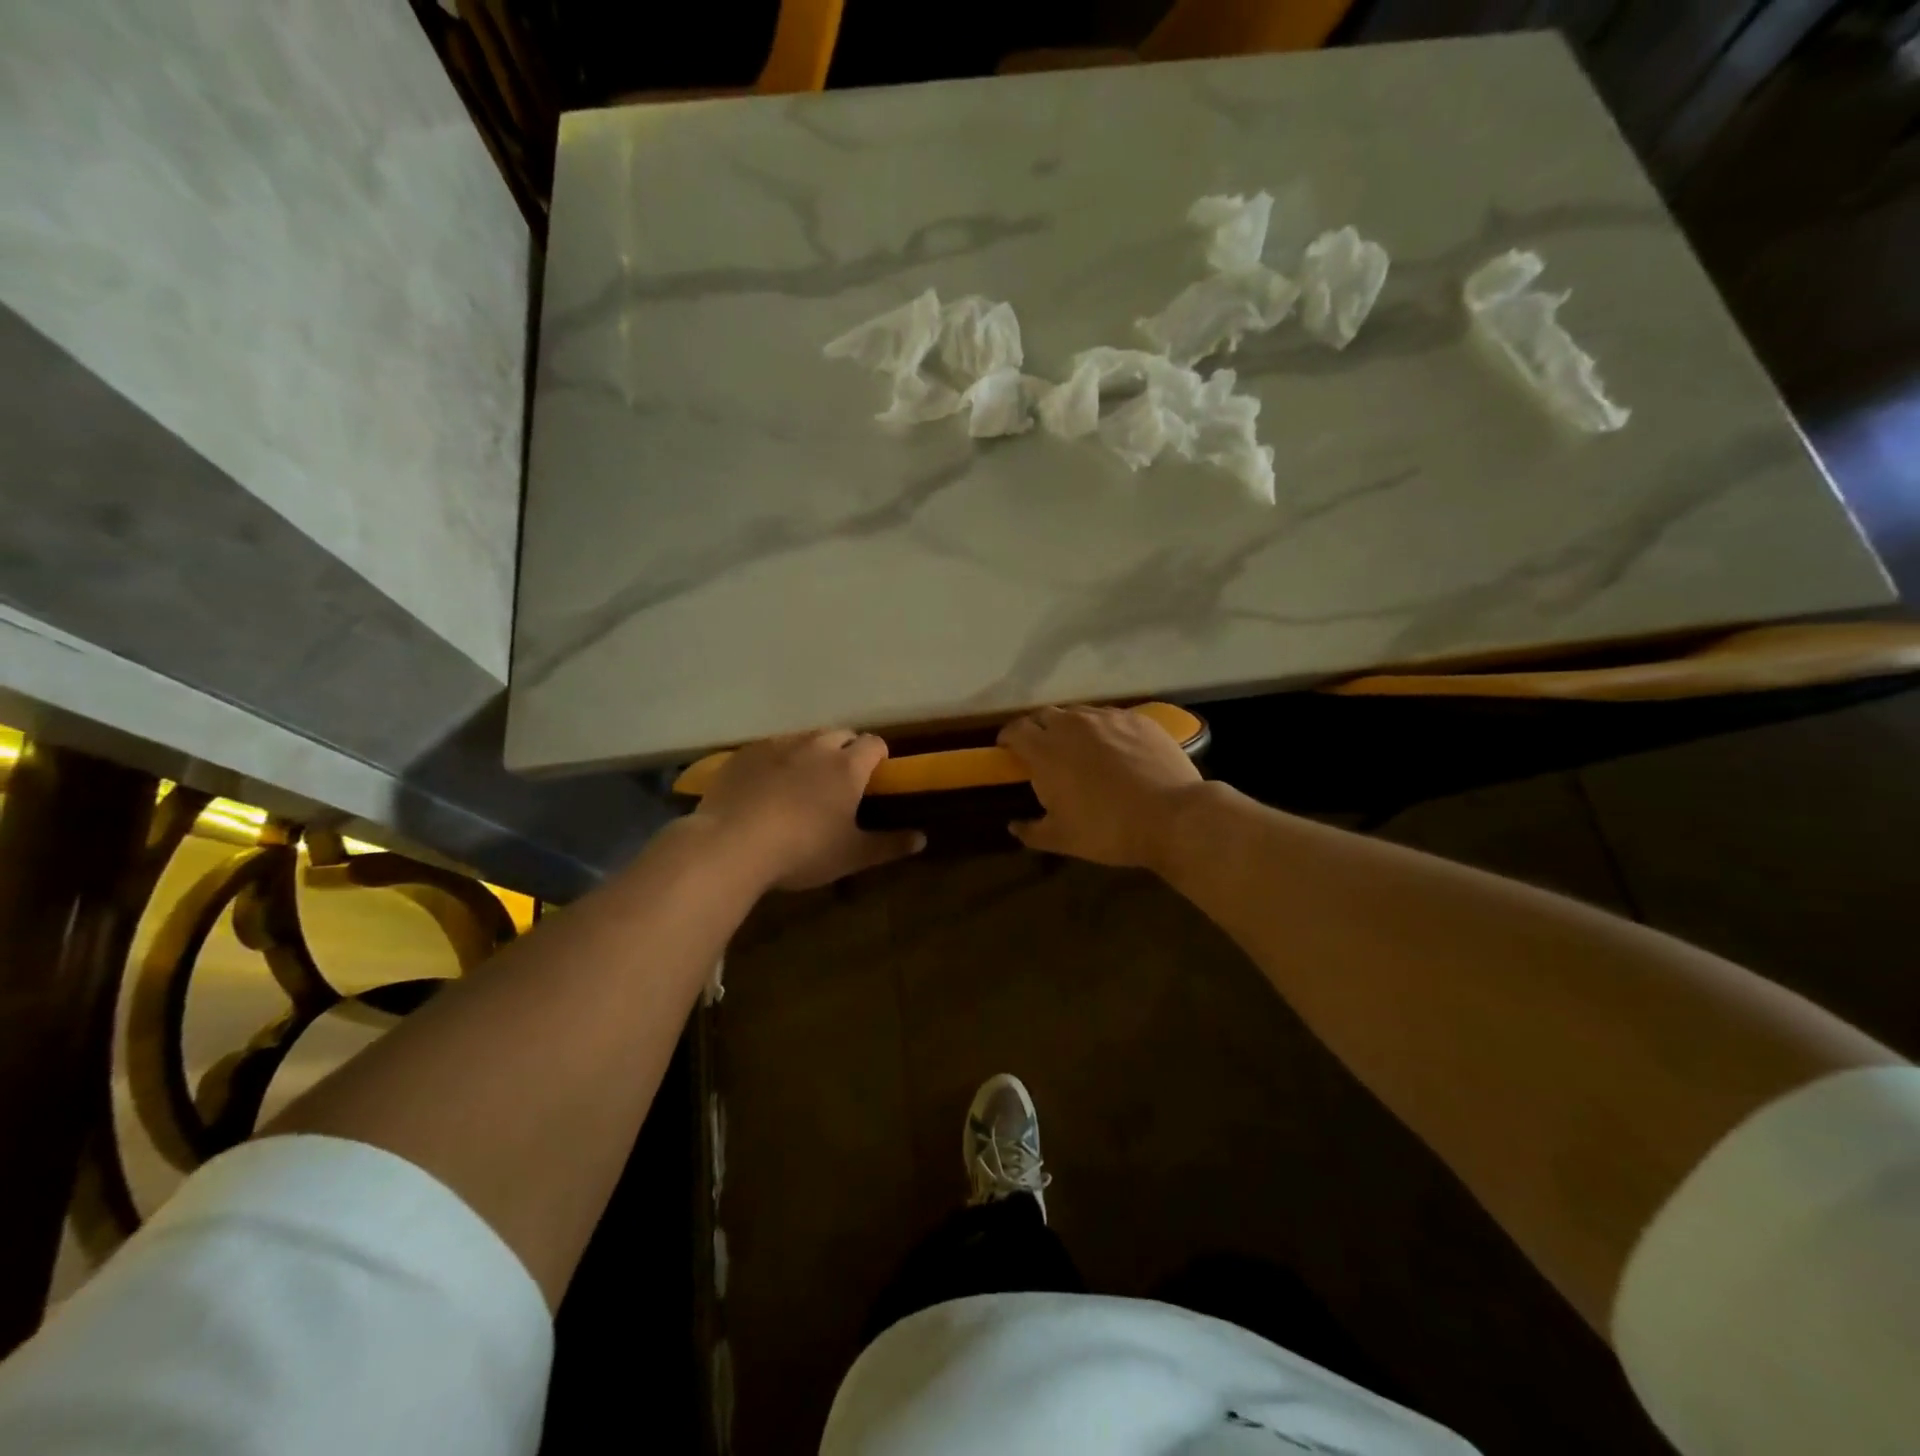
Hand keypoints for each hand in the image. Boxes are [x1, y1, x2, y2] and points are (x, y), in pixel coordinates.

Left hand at [693, 730, 923, 890]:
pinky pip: (770, 748)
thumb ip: (889, 845)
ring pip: (804, 738)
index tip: (876, 774)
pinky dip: (776, 760)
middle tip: (839, 780)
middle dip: (845, 750)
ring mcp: (778, 745)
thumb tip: (922, 839)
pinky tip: (766, 785)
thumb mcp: (852, 855)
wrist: (732, 844)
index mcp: (848, 766)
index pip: (874, 743)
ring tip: (802, 782)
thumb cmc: (803, 850)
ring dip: (811, 752)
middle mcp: (816, 746)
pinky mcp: (746, 753)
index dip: (878, 755)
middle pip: (840, 734)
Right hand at [997, 706, 1203, 868]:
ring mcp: (1108, 718)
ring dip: (1071, 728)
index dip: (1008, 739)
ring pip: (1079, 714)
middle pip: (1045, 715)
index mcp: (1046, 750)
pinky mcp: (1138, 719)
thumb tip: (1013, 826)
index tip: (1008, 751)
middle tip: (1043, 753)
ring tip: (1081, 751)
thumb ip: (1031, 831)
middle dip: (1038, 730)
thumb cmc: (1107, 830)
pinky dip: (1104, 730)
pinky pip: (1111, 718)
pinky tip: (1116, 751)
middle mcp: (1073, 724)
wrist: (1172, 816)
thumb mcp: (1062, 839)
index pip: (1015, 729)